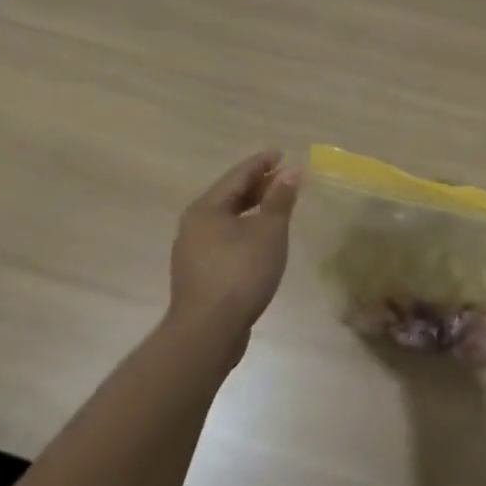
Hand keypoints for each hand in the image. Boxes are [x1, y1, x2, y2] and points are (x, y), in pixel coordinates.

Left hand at [167, 150, 298, 341]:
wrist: (208, 331)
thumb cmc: (240, 272)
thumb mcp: (269, 231)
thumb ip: (280, 199)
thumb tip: (291, 171)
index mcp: (207, 208)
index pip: (238, 175)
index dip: (262, 163)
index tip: (282, 155)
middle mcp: (194, 224)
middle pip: (229, 196)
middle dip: (258, 186)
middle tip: (284, 179)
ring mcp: (193, 251)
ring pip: (226, 219)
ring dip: (252, 209)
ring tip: (276, 207)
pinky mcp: (199, 274)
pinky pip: (225, 239)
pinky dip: (245, 230)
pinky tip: (261, 239)